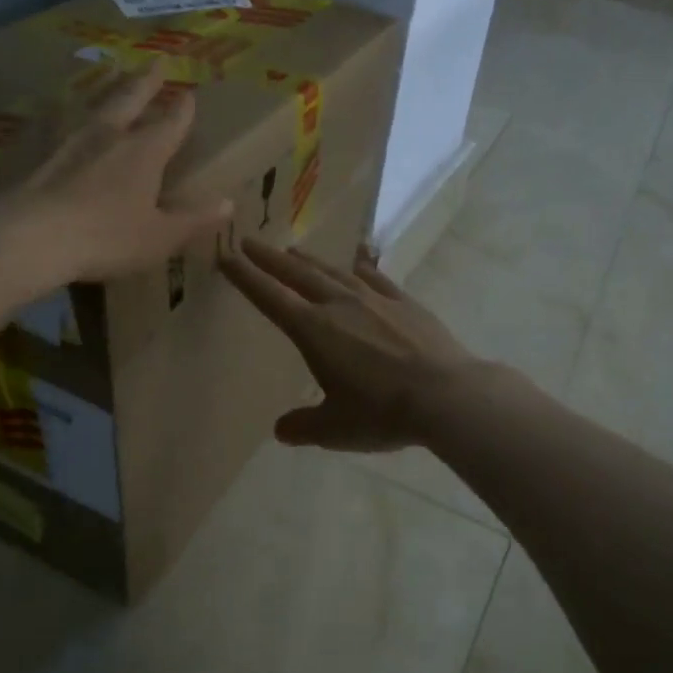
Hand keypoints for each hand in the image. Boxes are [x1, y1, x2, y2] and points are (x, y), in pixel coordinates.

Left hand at [16, 66, 232, 283]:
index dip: (182, 110)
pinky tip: (53, 109)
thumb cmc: (106, 238)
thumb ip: (194, 219)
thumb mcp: (160, 236)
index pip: (170, 124)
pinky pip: (52, 120)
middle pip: (130, 98)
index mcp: (144, 153)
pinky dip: (60, 111)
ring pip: (93, 102)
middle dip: (146, 81)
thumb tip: (229, 203)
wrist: (30, 235)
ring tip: (113, 69)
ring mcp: (67, 137)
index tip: (190, 94)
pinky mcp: (34, 148)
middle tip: (155, 61)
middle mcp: (108, 134)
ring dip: (106, 85)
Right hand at [222, 240, 481, 450]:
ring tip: (293, 251)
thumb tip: (281, 430)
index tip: (226, 256)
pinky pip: (373, 276)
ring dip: (309, 260)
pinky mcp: (404, 302)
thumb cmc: (382, 413)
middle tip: (249, 242)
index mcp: (314, 331)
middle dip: (269, 258)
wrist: (446, 396)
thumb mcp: (335, 429)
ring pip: (333, 271)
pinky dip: (358, 266)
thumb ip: (303, 427)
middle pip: (297, 274)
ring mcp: (374, 299)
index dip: (246, 277)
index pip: (270, 298)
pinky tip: (355, 261)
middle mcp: (340, 305)